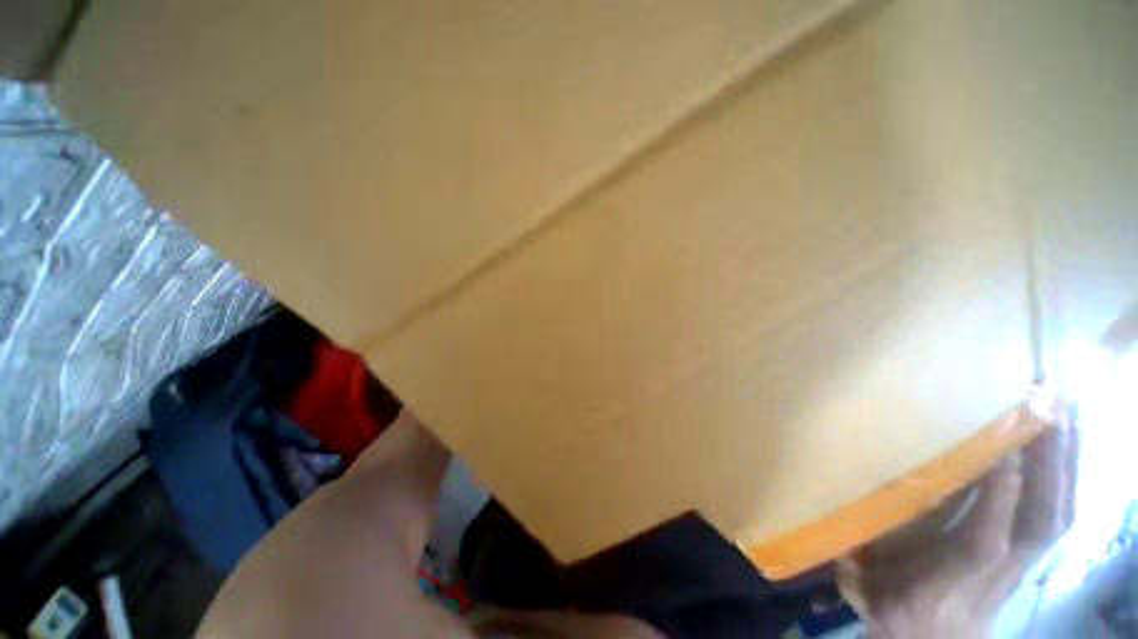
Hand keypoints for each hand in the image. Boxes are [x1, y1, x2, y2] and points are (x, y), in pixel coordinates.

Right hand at [838, 414, 1078, 637]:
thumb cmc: (897, 615)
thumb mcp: (866, 594)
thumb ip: (854, 565)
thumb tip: (838, 520)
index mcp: (945, 585)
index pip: (981, 543)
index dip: (996, 501)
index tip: (1000, 449)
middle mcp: (995, 575)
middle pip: (1039, 524)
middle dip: (1050, 466)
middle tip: (1049, 405)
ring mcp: (1022, 569)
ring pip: (1057, 516)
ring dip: (1066, 464)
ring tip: (1066, 409)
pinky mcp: (1033, 560)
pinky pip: (1061, 517)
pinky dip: (1069, 479)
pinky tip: (1069, 446)